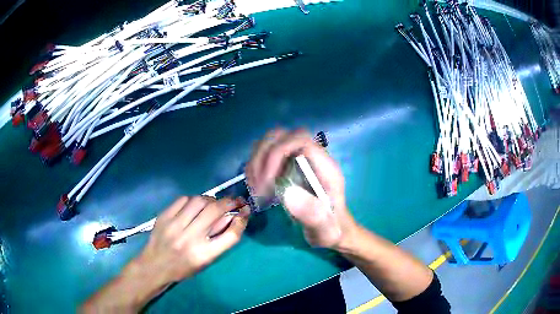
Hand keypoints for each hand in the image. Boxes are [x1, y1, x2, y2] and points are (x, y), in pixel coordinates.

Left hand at [136, 196, 249, 284]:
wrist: (155, 265)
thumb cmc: (183, 267)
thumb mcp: (205, 261)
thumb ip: (219, 240)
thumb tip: (233, 217)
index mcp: (204, 255)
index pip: (230, 235)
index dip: (241, 220)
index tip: (245, 211)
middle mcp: (190, 239)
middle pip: (215, 211)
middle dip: (229, 201)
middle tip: (233, 200)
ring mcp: (175, 226)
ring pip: (199, 201)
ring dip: (210, 199)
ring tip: (211, 203)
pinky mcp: (164, 217)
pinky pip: (183, 200)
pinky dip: (193, 200)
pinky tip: (193, 206)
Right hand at [246, 128, 357, 249]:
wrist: (334, 229)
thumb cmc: (332, 230)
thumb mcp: (325, 229)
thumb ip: (313, 214)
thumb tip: (288, 193)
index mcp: (326, 167)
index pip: (300, 140)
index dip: (277, 153)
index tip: (267, 183)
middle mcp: (312, 157)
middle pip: (281, 136)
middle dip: (263, 157)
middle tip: (258, 186)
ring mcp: (299, 159)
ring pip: (271, 142)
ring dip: (257, 162)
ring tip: (256, 189)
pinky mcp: (288, 166)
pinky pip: (266, 154)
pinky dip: (255, 167)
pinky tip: (257, 187)